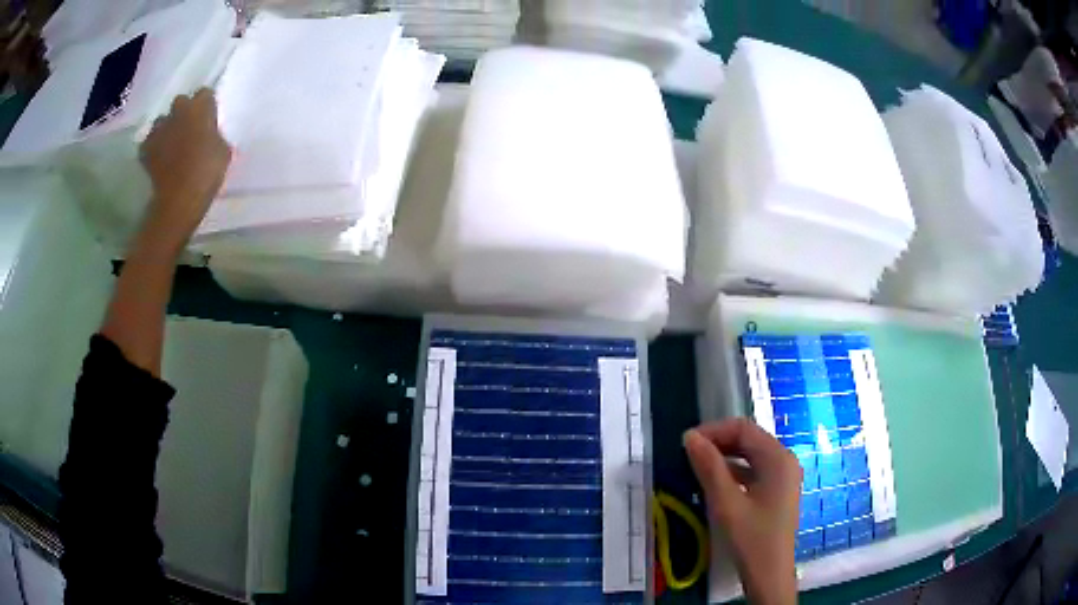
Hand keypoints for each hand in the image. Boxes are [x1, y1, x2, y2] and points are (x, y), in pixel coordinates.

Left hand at [138, 88, 229, 254]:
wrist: (179, 198)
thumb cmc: (207, 171)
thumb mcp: (223, 151)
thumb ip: (215, 136)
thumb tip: (210, 136)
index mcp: (200, 106)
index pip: (205, 94)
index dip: (206, 106)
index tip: (209, 119)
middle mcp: (178, 110)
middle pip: (181, 102)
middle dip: (184, 113)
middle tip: (189, 130)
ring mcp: (159, 129)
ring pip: (163, 121)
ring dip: (167, 128)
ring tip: (172, 144)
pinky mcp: (146, 148)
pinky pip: (150, 142)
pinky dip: (154, 147)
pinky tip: (159, 158)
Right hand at [685, 419, 800, 604]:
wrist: (769, 574)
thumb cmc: (751, 538)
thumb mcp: (726, 503)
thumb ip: (709, 467)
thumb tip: (690, 437)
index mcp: (778, 458)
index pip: (743, 428)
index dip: (713, 431)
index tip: (685, 443)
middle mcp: (785, 460)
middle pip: (749, 439)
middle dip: (718, 442)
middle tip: (688, 455)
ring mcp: (783, 476)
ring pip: (751, 455)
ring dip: (724, 457)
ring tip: (697, 467)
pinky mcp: (778, 491)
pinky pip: (754, 470)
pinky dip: (734, 471)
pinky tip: (715, 483)